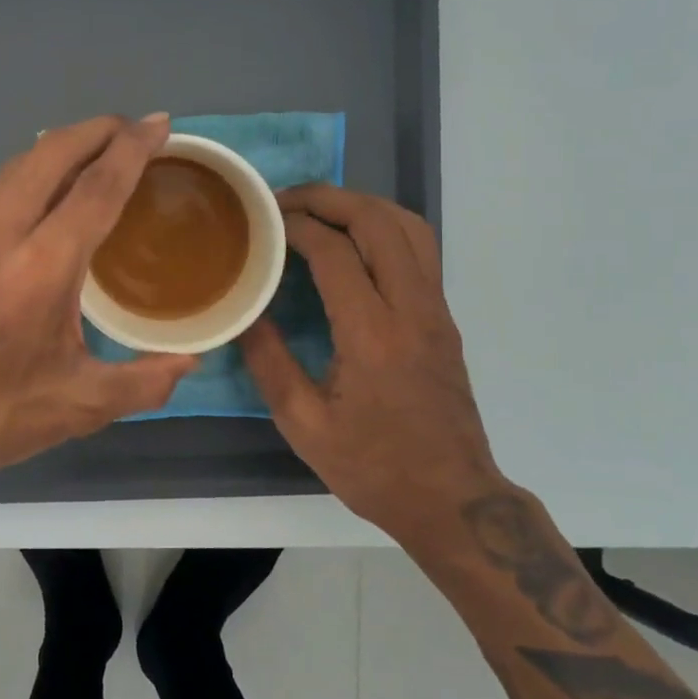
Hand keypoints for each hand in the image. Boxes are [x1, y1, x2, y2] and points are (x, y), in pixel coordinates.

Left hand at [0, 115, 198, 488]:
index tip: (158, 122)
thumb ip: (145, 382)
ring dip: (57, 150)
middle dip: (95, 130)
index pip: (97, 187)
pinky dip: (25, 177)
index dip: (132, 148)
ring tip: (90, 155)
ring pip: (14, 168)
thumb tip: (189, 361)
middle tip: (130, 128)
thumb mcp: (78, 407)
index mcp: (41, 267)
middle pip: (50, 154)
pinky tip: (35, 202)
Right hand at [239, 185, 500, 529]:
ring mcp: (435, 310)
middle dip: (329, 198)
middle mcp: (411, 309)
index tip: (263, 222)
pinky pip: (419, 249)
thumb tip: (244, 313)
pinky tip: (353, 242)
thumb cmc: (374, 468)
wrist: (452, 500)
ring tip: (319, 210)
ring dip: (362, 206)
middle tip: (285, 202)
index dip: (295, 225)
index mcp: (372, 334)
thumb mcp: (303, 426)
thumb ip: (269, 363)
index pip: (334, 250)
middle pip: (378, 221)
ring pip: (409, 226)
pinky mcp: (443, 318)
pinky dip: (383, 227)